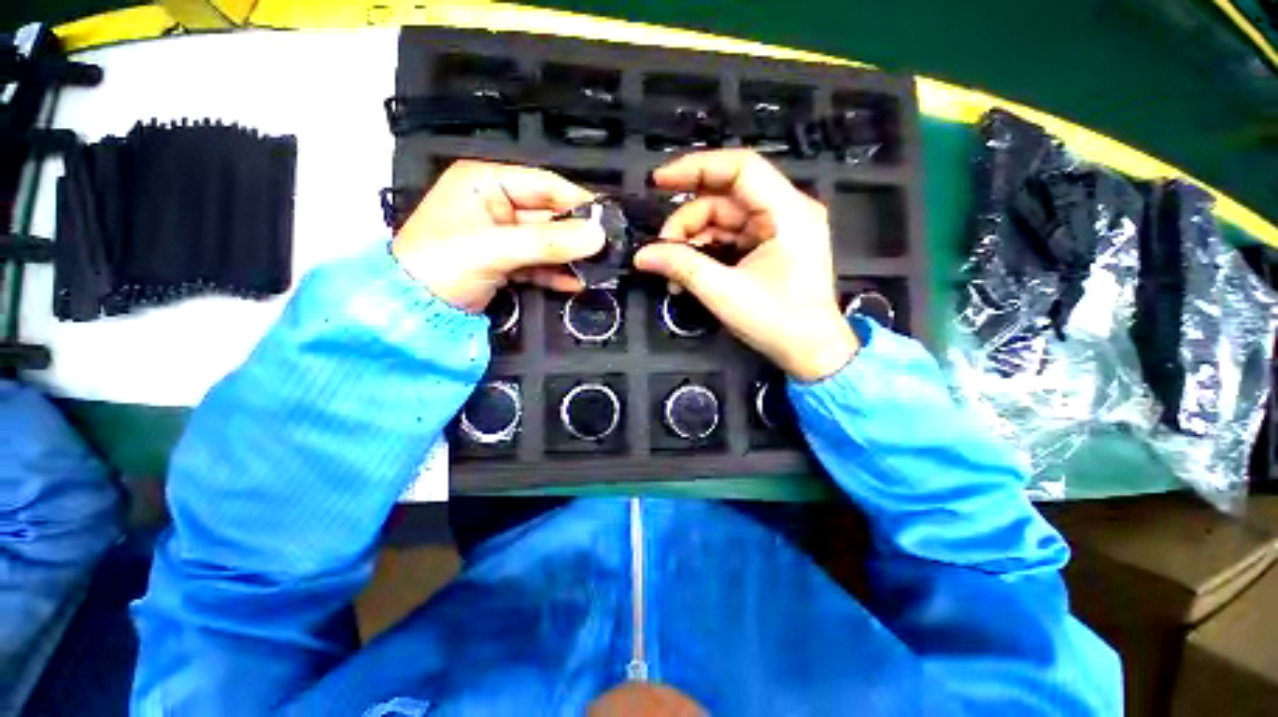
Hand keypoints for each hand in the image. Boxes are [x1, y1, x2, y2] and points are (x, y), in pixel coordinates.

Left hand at [392, 160, 604, 311]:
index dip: (578, 201)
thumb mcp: (496, 249)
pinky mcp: (507, 262)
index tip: (607, 220)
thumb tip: (597, 236)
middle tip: (607, 249)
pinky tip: (577, 282)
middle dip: (577, 235)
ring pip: (548, 242)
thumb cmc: (441, 265)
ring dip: (570, 257)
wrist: (412, 311)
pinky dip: (557, 273)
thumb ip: (549, 242)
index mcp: (485, 182)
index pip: (544, 185)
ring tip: (598, 268)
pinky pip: (540, 263)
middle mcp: (497, 204)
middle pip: (549, 215)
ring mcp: (503, 235)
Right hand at [634, 150, 857, 381]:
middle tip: (661, 251)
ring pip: (722, 220)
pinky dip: (706, 253)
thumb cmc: (777, 322)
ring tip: (672, 273)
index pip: (740, 169)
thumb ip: (682, 267)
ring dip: (692, 242)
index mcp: (788, 212)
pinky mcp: (768, 248)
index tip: (659, 181)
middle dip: (687, 222)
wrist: (810, 353)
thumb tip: (642, 255)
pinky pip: (729, 239)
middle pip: (725, 198)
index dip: (696, 168)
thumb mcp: (724, 292)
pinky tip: (687, 274)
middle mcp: (785, 212)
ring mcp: (777, 230)